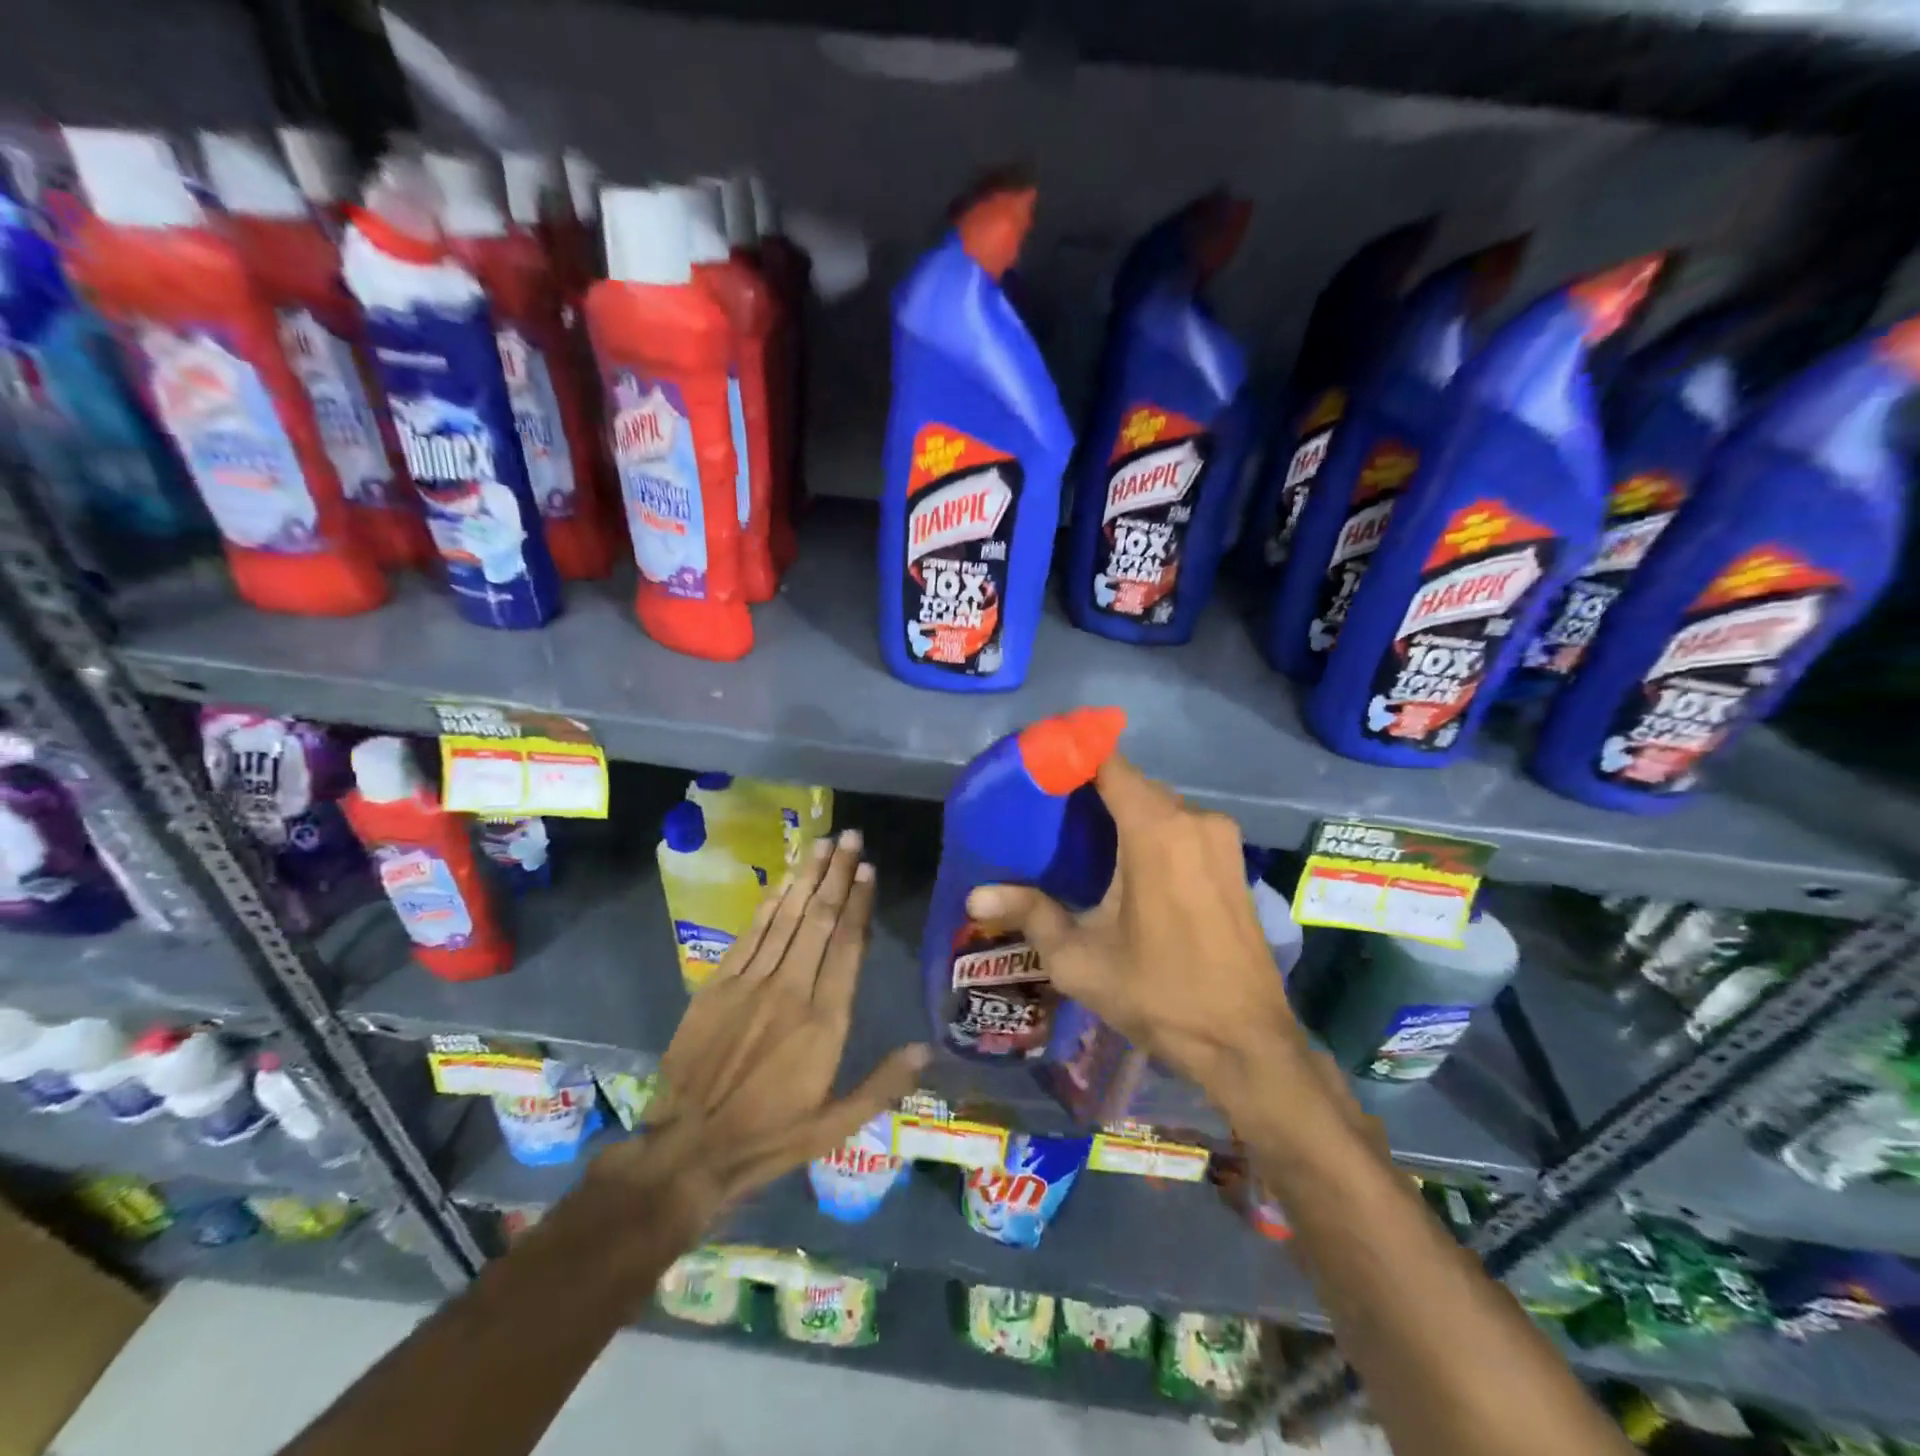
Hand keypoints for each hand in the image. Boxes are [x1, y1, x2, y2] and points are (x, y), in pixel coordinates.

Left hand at [589, 830, 929, 1235]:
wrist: (688, 1148)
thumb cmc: (770, 1137)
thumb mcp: (835, 1126)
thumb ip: (882, 1084)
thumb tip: (927, 1049)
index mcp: (824, 1020)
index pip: (848, 945)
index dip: (859, 902)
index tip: (868, 869)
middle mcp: (790, 989)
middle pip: (819, 919)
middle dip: (837, 874)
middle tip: (850, 836)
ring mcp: (750, 983)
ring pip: (786, 917)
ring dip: (806, 877)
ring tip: (823, 844)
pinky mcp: (719, 985)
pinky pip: (751, 933)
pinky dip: (771, 904)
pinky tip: (784, 881)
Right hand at [965, 754, 1303, 1108]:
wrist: (1245, 1042)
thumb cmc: (1159, 995)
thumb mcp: (1081, 961)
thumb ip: (1030, 914)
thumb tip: (975, 896)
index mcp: (1156, 832)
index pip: (1108, 764)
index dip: (1071, 757)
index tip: (1037, 768)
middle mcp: (1193, 820)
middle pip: (1132, 782)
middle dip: (1090, 789)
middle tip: (1046, 810)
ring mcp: (1220, 838)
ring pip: (1158, 804)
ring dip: (1121, 811)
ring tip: (1078, 837)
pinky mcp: (1233, 859)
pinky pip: (1181, 825)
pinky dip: (1150, 829)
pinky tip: (1123, 861)